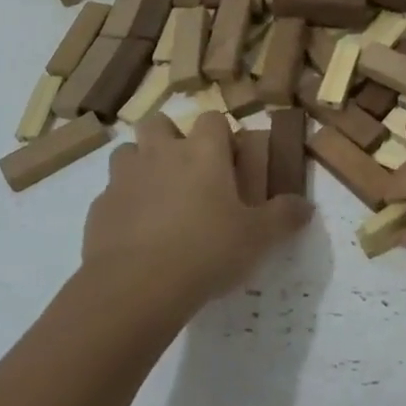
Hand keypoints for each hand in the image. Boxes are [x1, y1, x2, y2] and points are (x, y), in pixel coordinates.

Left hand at [82, 112, 312, 320]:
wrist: (137, 287)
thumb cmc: (207, 251)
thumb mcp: (259, 238)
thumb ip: (284, 217)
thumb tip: (307, 206)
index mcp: (202, 152)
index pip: (212, 119)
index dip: (220, 134)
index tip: (229, 160)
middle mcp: (161, 154)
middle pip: (158, 123)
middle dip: (170, 138)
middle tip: (186, 171)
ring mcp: (124, 178)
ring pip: (128, 152)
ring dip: (141, 165)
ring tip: (157, 197)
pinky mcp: (99, 207)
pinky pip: (111, 193)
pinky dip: (123, 204)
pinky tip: (135, 232)